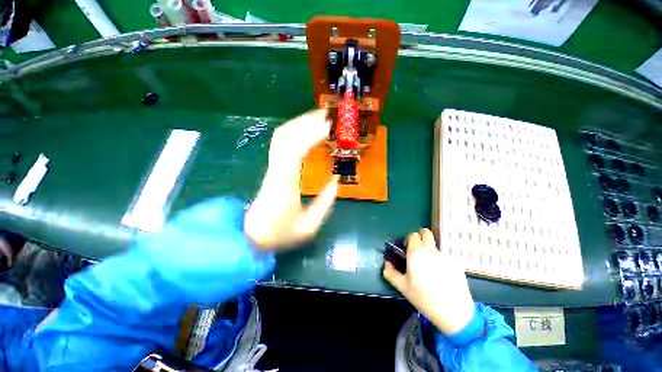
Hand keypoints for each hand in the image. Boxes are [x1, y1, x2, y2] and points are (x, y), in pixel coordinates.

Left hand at [244, 109, 338, 251]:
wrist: (252, 236)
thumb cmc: (280, 233)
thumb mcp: (309, 226)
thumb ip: (325, 202)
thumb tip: (336, 180)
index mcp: (285, 184)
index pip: (295, 149)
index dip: (312, 134)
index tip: (331, 127)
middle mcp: (276, 170)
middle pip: (286, 135)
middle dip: (308, 121)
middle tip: (329, 116)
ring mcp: (272, 167)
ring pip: (282, 136)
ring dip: (301, 123)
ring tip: (321, 119)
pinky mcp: (273, 168)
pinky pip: (282, 144)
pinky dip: (295, 132)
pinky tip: (308, 131)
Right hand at [383, 228, 475, 334]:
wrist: (454, 312)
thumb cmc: (424, 298)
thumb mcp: (403, 287)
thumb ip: (390, 272)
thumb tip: (386, 263)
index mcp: (416, 253)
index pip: (412, 235)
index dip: (408, 239)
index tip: (407, 249)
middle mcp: (431, 250)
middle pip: (426, 232)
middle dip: (420, 236)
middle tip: (417, 250)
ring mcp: (445, 256)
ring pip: (435, 245)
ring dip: (430, 250)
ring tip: (429, 267)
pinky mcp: (456, 263)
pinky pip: (444, 256)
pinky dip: (440, 260)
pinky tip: (441, 276)